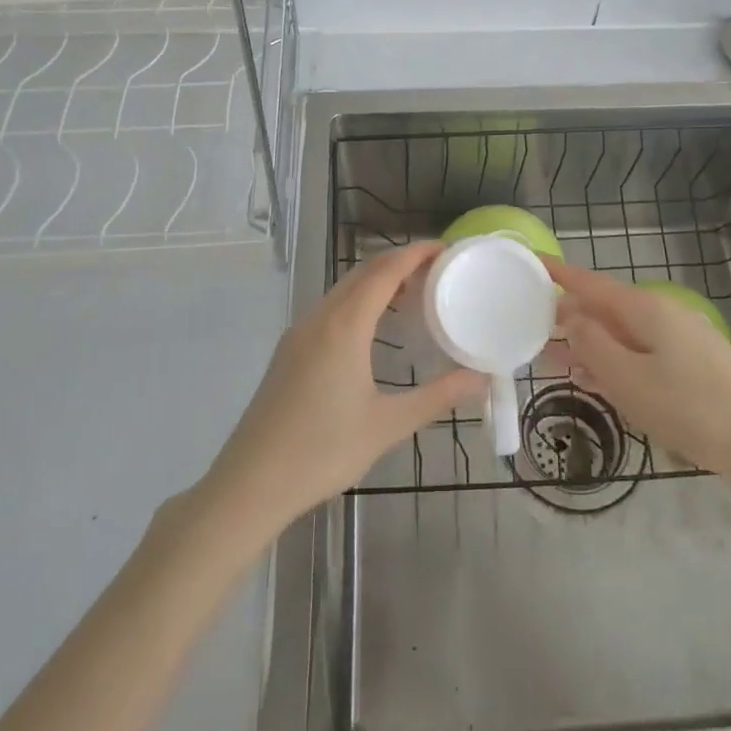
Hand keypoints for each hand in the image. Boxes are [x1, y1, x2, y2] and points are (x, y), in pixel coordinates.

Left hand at [200, 241, 485, 540]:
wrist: (250, 483)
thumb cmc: (322, 451)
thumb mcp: (388, 425)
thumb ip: (437, 397)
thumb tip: (481, 378)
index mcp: (345, 326)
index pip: (385, 271)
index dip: (415, 253)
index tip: (445, 248)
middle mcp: (320, 317)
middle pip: (363, 273)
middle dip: (400, 262)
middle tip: (437, 270)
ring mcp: (299, 332)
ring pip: (344, 289)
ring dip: (377, 281)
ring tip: (413, 293)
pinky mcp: (289, 350)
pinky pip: (330, 308)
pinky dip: (358, 300)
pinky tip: (373, 326)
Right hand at [541, 255, 730, 495]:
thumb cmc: (694, 410)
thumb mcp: (630, 381)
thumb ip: (593, 346)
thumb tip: (570, 316)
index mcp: (644, 310)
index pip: (590, 283)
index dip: (559, 274)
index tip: (531, 263)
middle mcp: (662, 314)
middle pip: (605, 307)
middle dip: (570, 317)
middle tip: (532, 331)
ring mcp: (681, 338)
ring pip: (622, 332)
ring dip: (590, 343)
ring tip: (556, 361)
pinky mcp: (694, 363)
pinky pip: (641, 351)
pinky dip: (615, 360)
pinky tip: (600, 380)